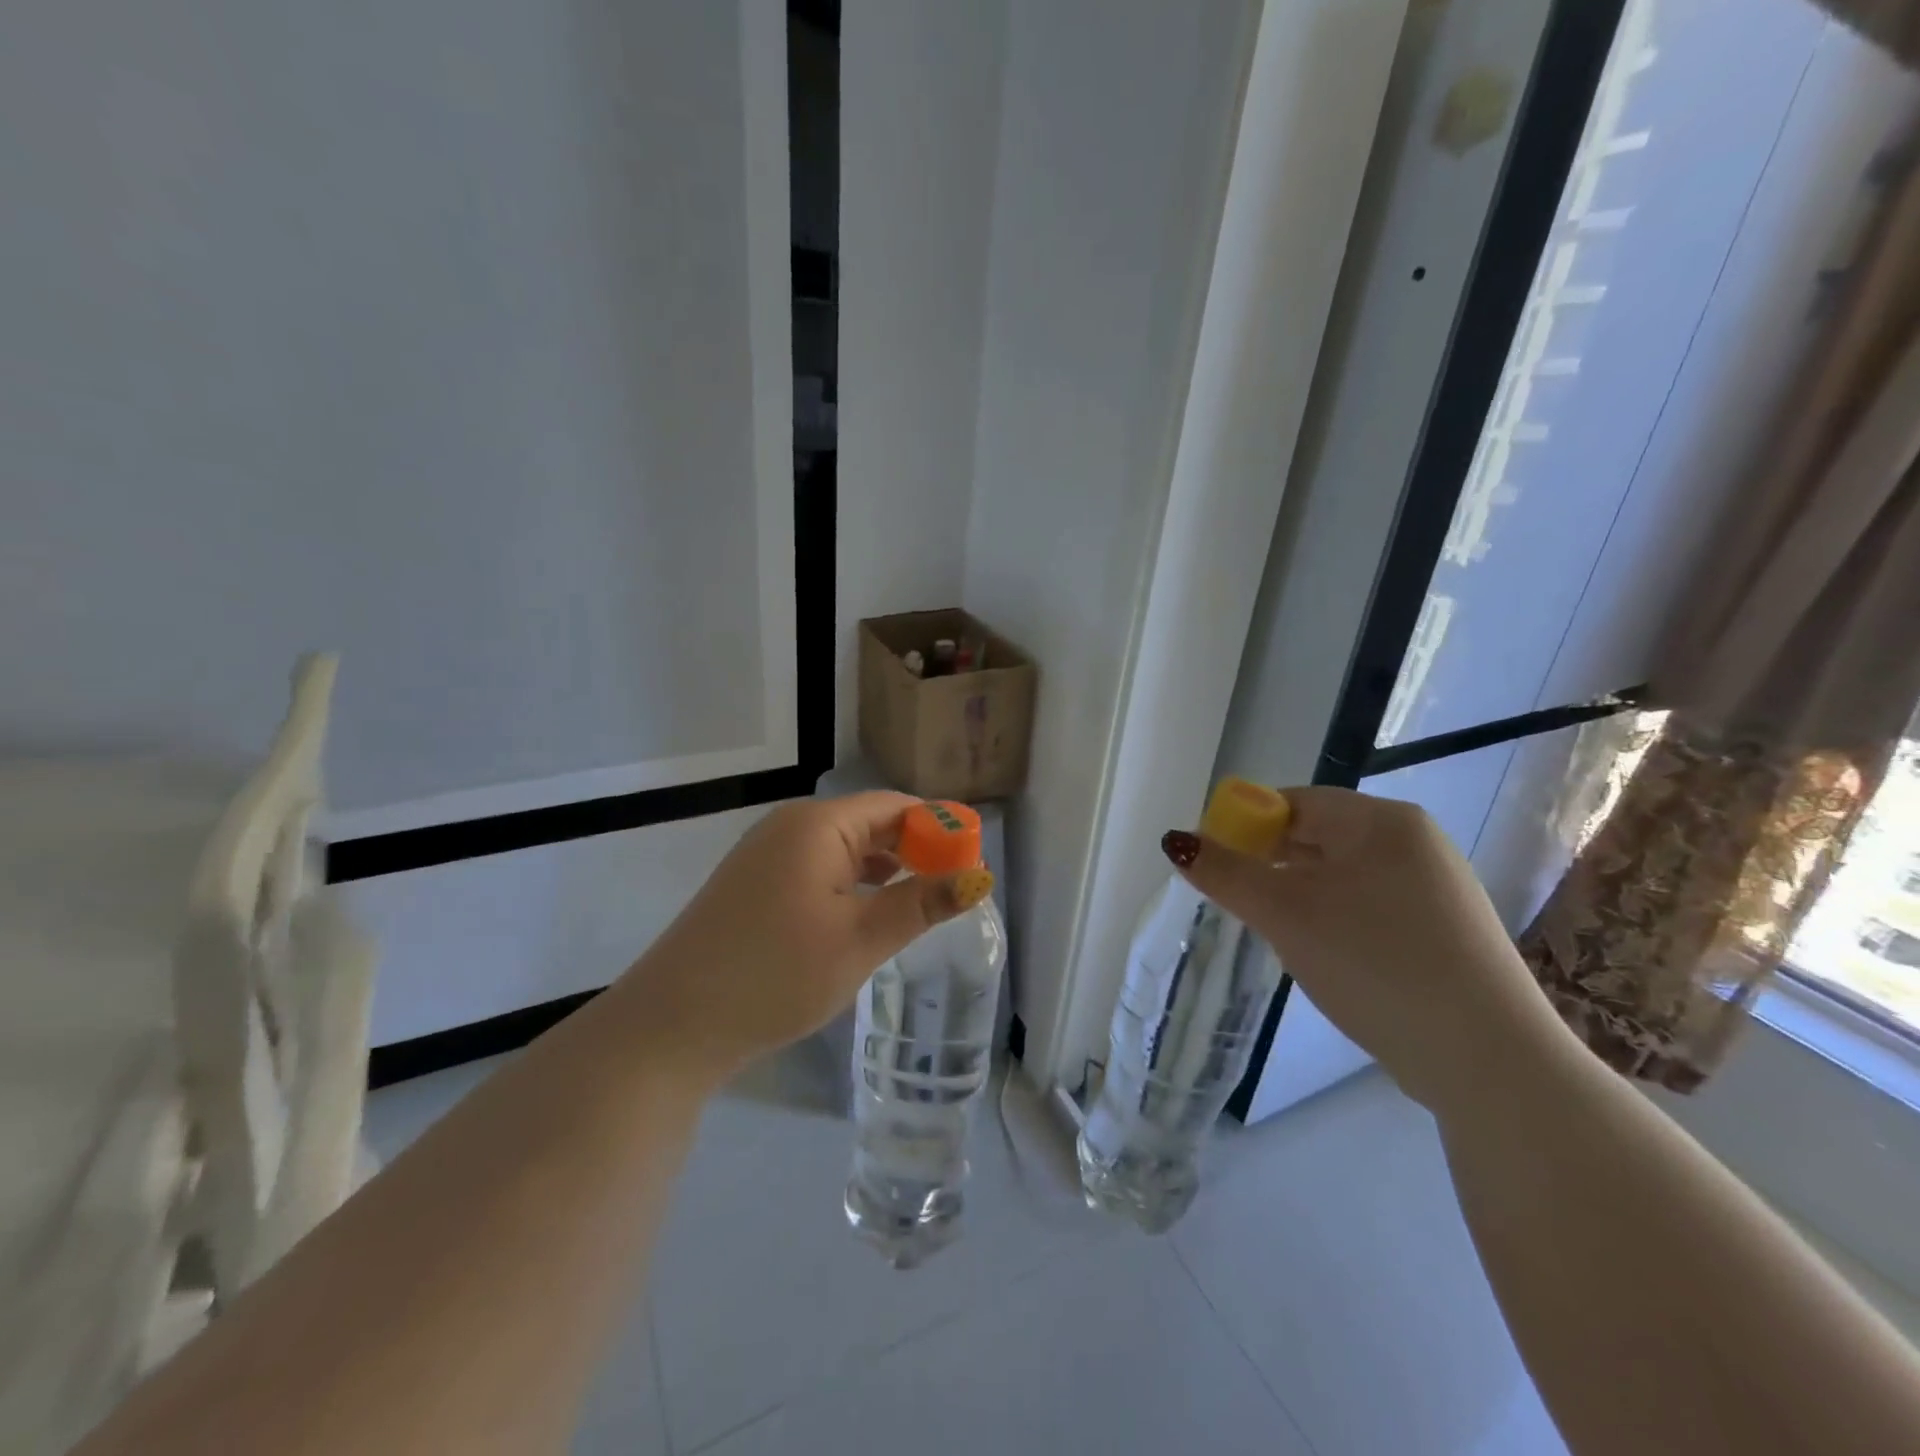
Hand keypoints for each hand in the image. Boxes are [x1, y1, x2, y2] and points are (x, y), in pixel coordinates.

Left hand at [616, 792, 993, 1084]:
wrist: (672, 1025)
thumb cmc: (776, 974)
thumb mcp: (860, 940)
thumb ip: (921, 903)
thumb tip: (979, 876)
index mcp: (818, 824)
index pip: (895, 806)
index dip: (938, 828)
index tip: (972, 861)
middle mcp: (790, 826)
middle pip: (868, 823)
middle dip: (913, 850)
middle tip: (952, 889)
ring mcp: (766, 854)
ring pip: (843, 849)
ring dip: (882, 869)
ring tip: (918, 902)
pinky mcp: (753, 884)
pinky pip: (817, 869)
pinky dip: (850, 884)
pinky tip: (865, 914)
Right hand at [1170, 786, 1576, 1115]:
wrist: (1487, 1060)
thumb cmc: (1374, 962)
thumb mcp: (1284, 913)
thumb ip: (1224, 873)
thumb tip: (1175, 840)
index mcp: (1383, 822)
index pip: (1293, 803)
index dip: (1244, 827)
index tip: (1214, 865)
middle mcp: (1415, 844)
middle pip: (1317, 837)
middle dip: (1270, 866)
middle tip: (1238, 902)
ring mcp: (1437, 890)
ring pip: (1341, 877)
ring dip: (1299, 897)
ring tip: (1278, 934)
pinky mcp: (1444, 934)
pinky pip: (1369, 908)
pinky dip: (1334, 921)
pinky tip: (1325, 957)